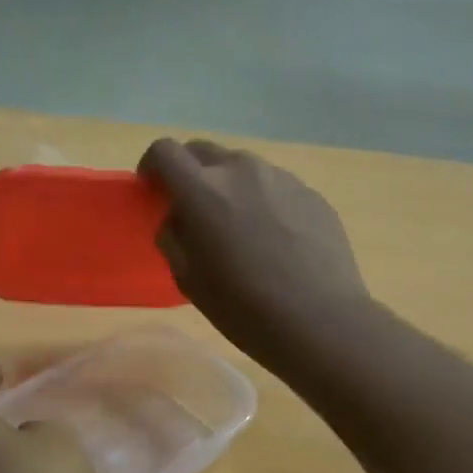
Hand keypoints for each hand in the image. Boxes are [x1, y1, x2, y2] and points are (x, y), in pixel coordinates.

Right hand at [140, 138, 369, 363]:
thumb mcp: (191, 282)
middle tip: (193, 211)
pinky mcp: (311, 193)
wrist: (320, 321)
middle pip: (203, 152)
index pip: (164, 152)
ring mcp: (281, 178)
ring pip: (242, 168)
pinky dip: (263, 202)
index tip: (153, 190)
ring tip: (238, 229)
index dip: (152, 167)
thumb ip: (174, 240)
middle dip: (190, 173)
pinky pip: (275, 187)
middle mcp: (241, 170)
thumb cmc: (245, 309)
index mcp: (203, 191)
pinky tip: (274, 241)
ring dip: (229, 187)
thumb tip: (177, 220)